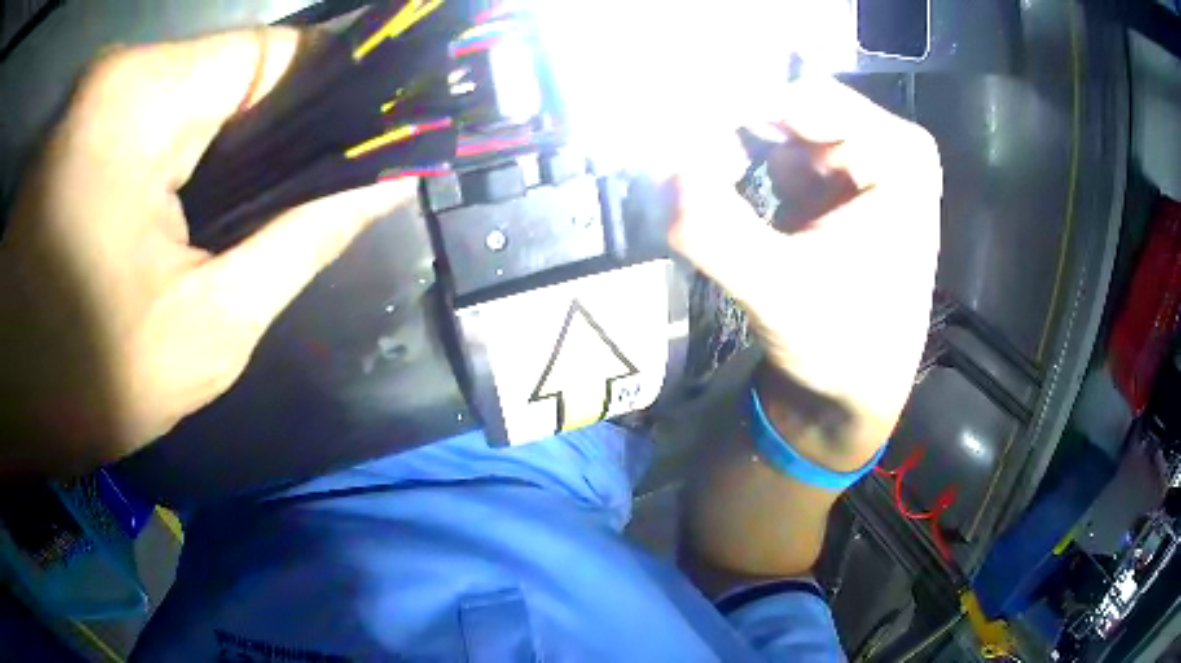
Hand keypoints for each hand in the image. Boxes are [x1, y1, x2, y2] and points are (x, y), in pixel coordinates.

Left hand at [0, 30, 414, 477]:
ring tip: (261, 212)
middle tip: (319, 198)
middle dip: (283, 133)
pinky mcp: (84, 126)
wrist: (8, 392)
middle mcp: (128, 71)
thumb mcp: (206, 330)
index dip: (336, 94)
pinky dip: (194, 158)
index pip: (283, 54)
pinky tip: (203, 210)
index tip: (370, 145)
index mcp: (153, 95)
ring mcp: (101, 95)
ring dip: (236, 150)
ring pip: (202, 99)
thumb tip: (382, 187)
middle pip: (241, 75)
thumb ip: (300, 244)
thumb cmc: (82, 376)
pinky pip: (164, 120)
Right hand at [670, 78, 941, 468]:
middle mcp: (884, 145)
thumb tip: (657, 168)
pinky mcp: (834, 183)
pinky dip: (739, 162)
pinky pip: (774, 150)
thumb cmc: (841, 348)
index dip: (734, 106)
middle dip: (728, 127)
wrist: (853, 392)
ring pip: (775, 125)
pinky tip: (718, 185)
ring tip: (696, 179)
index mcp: (898, 156)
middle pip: (789, 105)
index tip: (673, 133)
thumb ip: (716, 230)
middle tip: (677, 159)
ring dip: (728, 145)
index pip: (803, 97)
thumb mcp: (779, 293)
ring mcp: (859, 160)